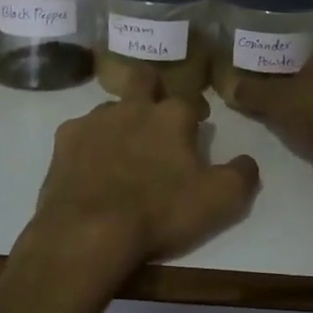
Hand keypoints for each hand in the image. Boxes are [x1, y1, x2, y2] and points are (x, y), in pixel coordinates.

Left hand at [23, 81, 260, 286]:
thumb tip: (248, 161)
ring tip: (123, 150)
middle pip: (145, 80)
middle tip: (158, 117)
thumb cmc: (159, 213)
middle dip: (154, 90)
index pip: (191, 98)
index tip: (199, 124)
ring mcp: (94, 120)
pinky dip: (90, 144)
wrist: (88, 233)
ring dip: (121, 121)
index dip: (197, 110)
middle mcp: (133, 106)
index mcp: (172, 116)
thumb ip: (241, 175)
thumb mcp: (219, 201)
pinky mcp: (64, 140)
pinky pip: (81, 132)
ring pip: (112, 107)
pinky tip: (91, 167)